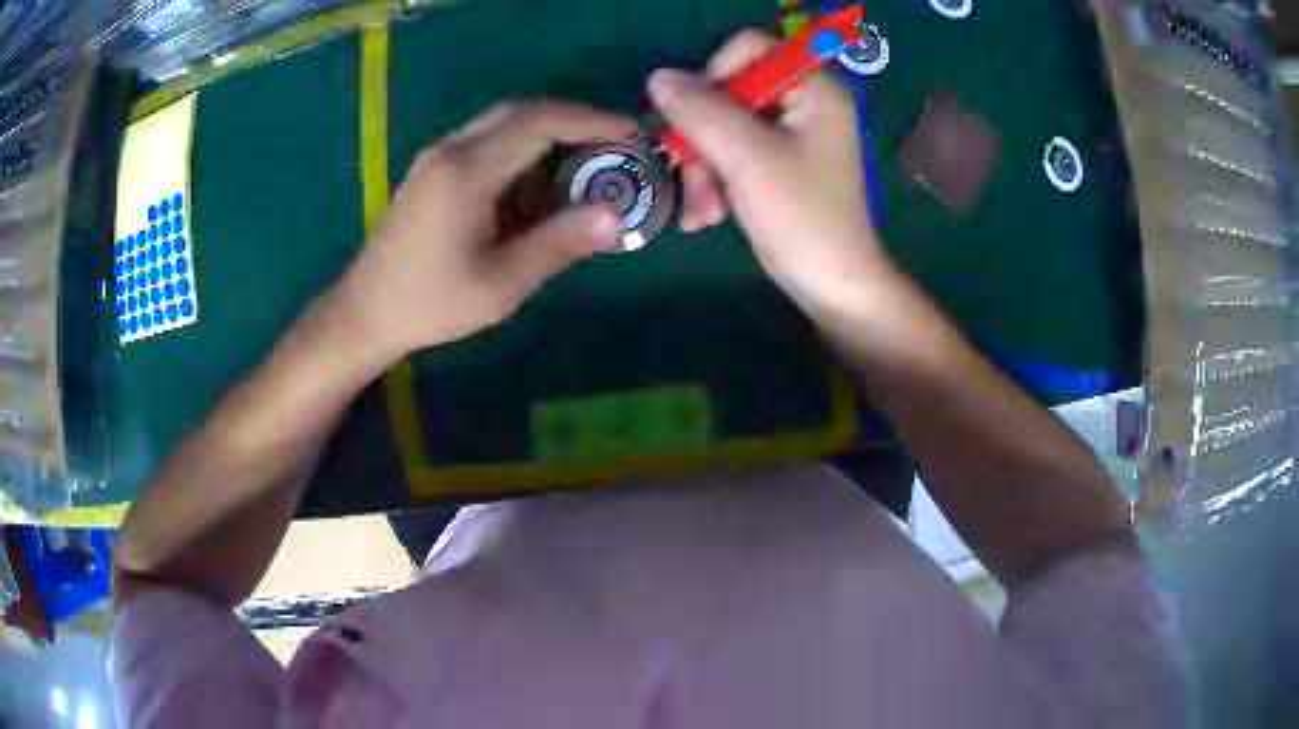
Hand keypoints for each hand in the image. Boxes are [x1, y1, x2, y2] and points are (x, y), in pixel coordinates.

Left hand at [331, 100, 635, 359]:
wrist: (364, 312)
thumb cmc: (430, 303)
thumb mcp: (501, 283)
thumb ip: (558, 244)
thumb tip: (614, 218)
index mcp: (467, 171)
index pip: (540, 123)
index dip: (592, 121)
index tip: (631, 133)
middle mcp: (451, 149)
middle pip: (521, 111)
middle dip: (572, 120)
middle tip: (611, 145)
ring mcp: (436, 157)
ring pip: (501, 123)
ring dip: (545, 134)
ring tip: (580, 165)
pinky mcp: (430, 170)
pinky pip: (484, 141)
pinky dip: (519, 150)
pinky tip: (534, 184)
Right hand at [648, 31, 892, 320]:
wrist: (834, 289)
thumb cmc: (801, 219)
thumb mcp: (747, 158)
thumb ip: (701, 110)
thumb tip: (658, 77)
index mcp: (813, 89)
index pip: (748, 49)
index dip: (713, 76)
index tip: (694, 118)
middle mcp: (806, 104)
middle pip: (730, 93)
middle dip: (702, 140)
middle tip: (689, 179)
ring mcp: (794, 136)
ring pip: (725, 128)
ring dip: (704, 170)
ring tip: (701, 215)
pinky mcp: (782, 165)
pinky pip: (735, 155)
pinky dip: (717, 183)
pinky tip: (708, 218)